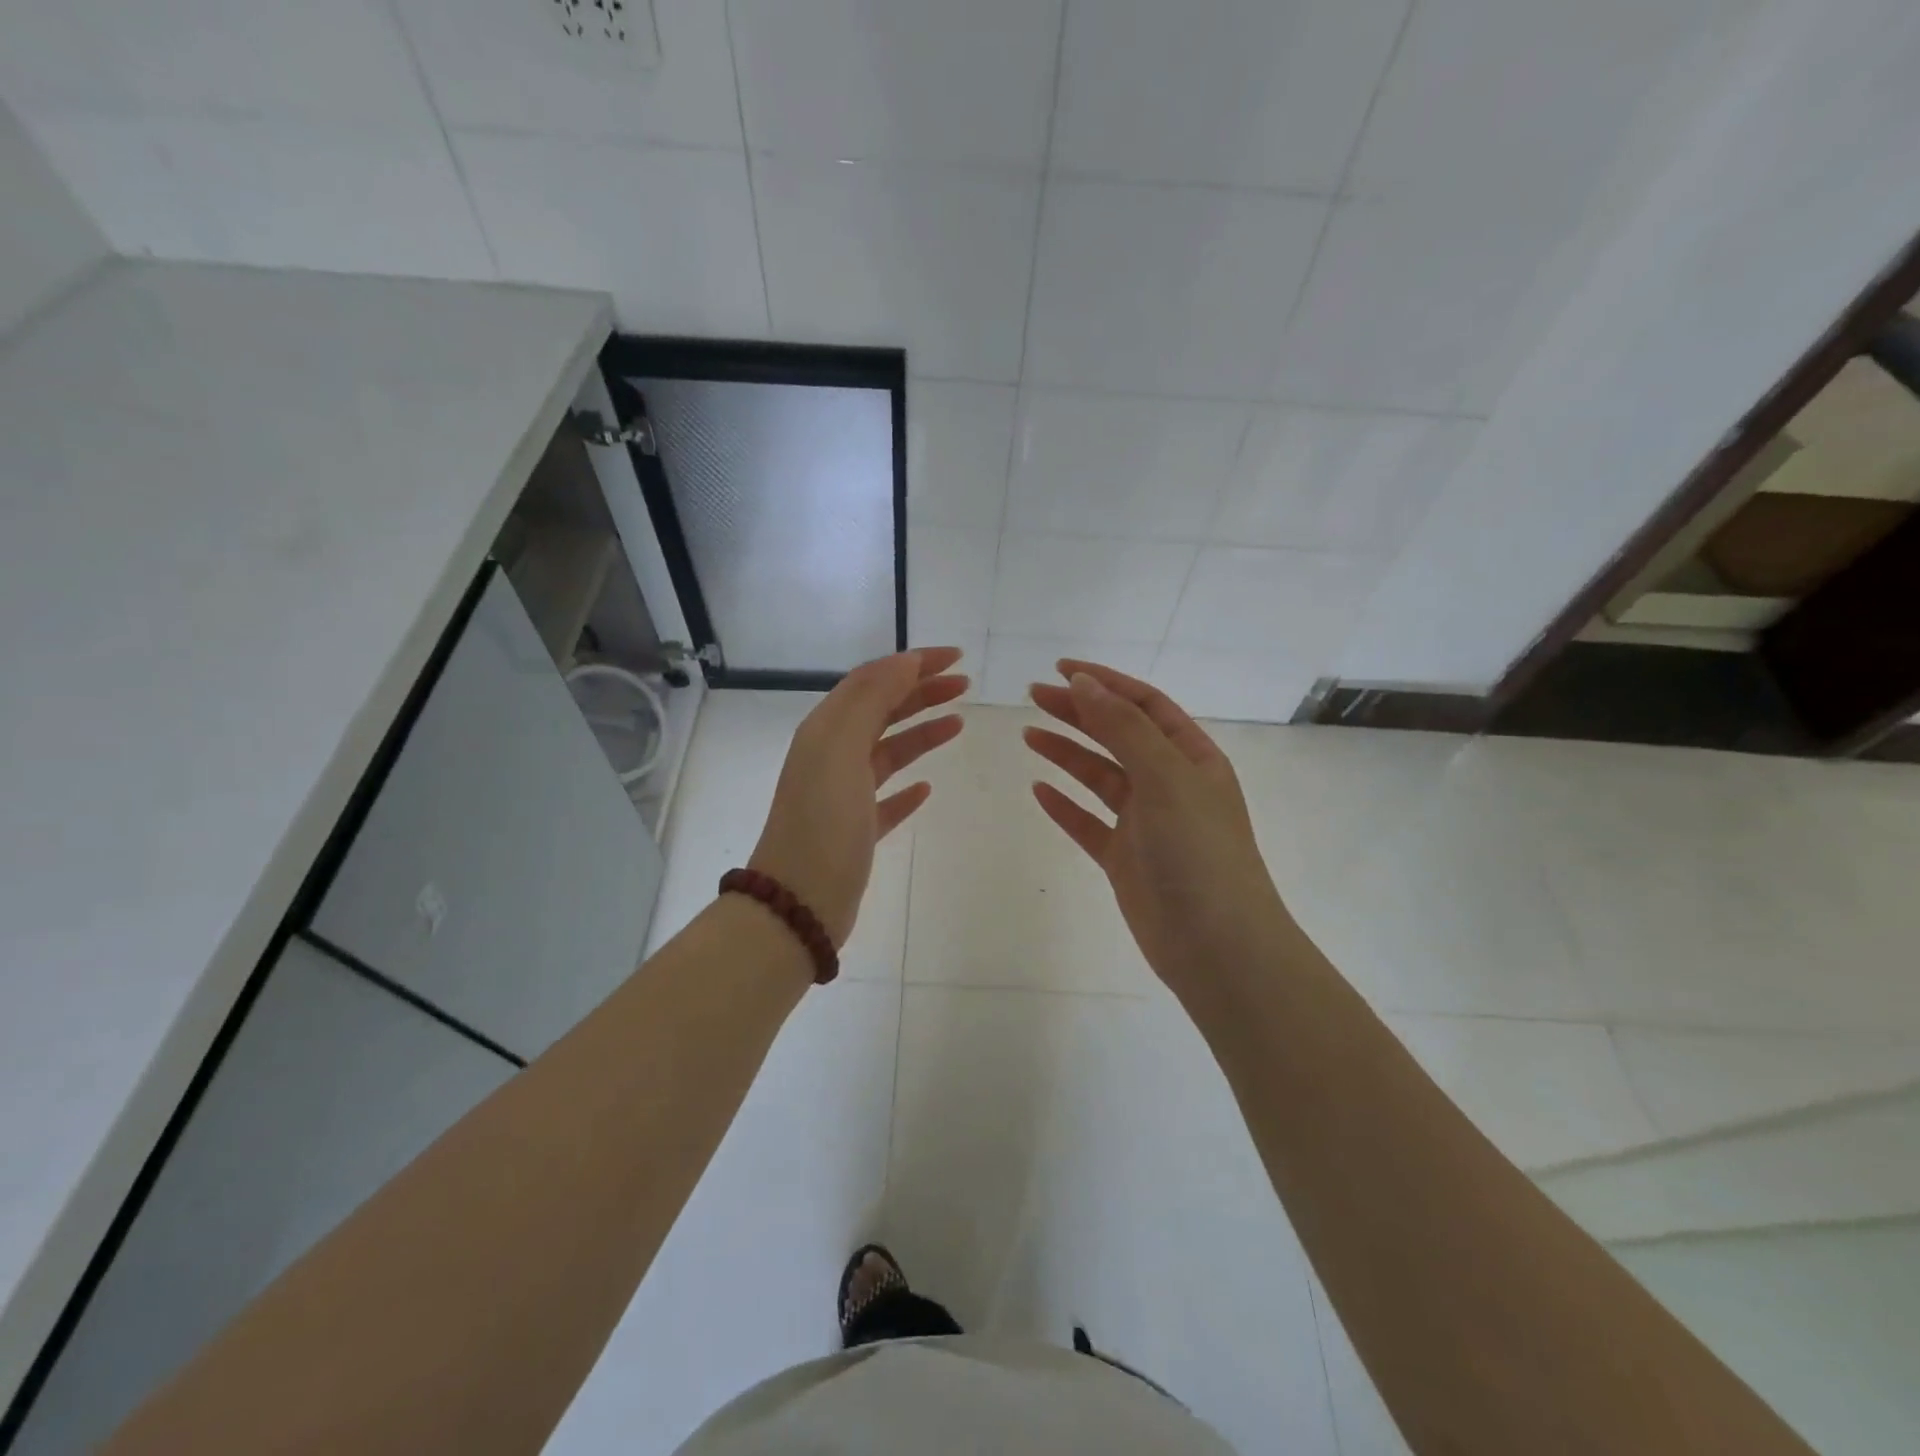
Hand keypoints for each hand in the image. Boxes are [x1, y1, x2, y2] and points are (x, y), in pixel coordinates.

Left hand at [749, 647, 966, 946]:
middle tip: (964, 685)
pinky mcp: (856, 831)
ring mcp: (843, 795)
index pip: (872, 680)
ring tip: (958, 723)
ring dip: (921, 732)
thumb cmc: (824, 821)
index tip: (956, 658)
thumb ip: (872, 700)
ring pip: (887, 751)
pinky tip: (928, 788)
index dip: (913, 664)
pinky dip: (907, 787)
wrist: (799, 902)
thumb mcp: (842, 749)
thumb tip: (905, 661)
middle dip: (921, 692)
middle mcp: (831, 756)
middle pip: (881, 711)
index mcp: (826, 730)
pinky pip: (886, 798)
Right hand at [1024, 661, 1288, 991]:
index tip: (1061, 670)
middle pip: (1118, 735)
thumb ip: (1123, 727)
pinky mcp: (1125, 859)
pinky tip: (1039, 790)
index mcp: (1191, 758)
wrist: (1216, 945)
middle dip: (1079, 712)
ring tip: (1029, 734)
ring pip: (1100, 777)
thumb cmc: (1198, 851)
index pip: (1145, 705)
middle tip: (1033, 697)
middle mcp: (1170, 784)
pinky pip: (1089, 823)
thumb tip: (1083, 682)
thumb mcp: (1165, 777)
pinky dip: (1065, 805)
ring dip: (1067, 753)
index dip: (1105, 682)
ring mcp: (1146, 823)